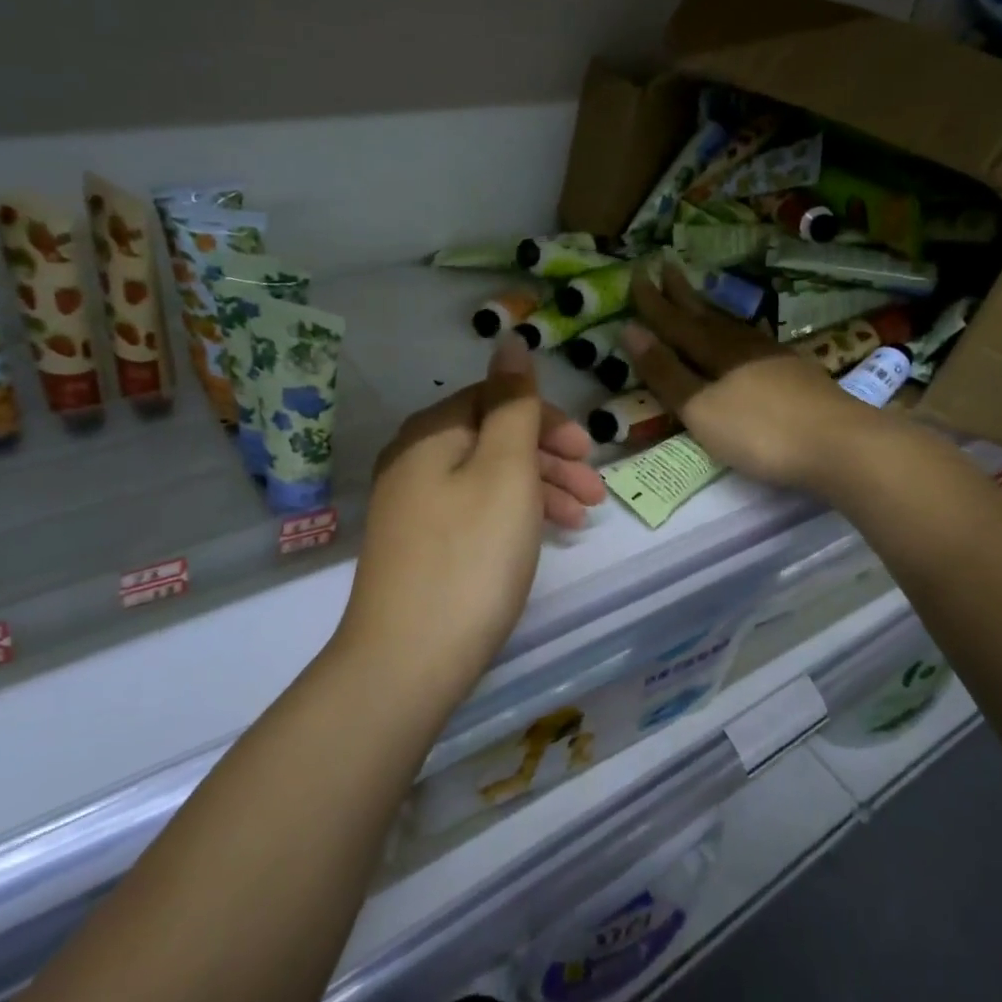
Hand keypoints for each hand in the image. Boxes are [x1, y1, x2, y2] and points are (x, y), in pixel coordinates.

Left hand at [343, 335, 607, 691]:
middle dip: (548, 458)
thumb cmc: (470, 556)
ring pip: (486, 477)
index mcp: (430, 433)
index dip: (546, 420)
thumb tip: (509, 338)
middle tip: (594, 492)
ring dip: (537, 490)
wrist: (406, 662)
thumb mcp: (505, 469)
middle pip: (492, 438)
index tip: (587, 453)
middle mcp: (413, 460)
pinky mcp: (417, 545)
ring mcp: (410, 506)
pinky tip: (539, 539)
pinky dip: (511, 516)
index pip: (495, 400)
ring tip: (580, 522)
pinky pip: (472, 510)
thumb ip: (513, 402)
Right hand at [624, 261, 873, 495]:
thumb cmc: (760, 431)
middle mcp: (743, 346)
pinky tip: (743, 339)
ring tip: (697, 300)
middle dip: (682, 294)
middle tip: (665, 266)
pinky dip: (737, 332)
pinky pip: (753, 341)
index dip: (653, 302)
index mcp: (716, 352)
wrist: (841, 444)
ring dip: (710, 310)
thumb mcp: (701, 408)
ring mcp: (774, 358)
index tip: (636, 274)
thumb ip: (666, 373)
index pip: (675, 322)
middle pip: (705, 315)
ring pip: (732, 325)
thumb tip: (630, 330)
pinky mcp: (796, 374)